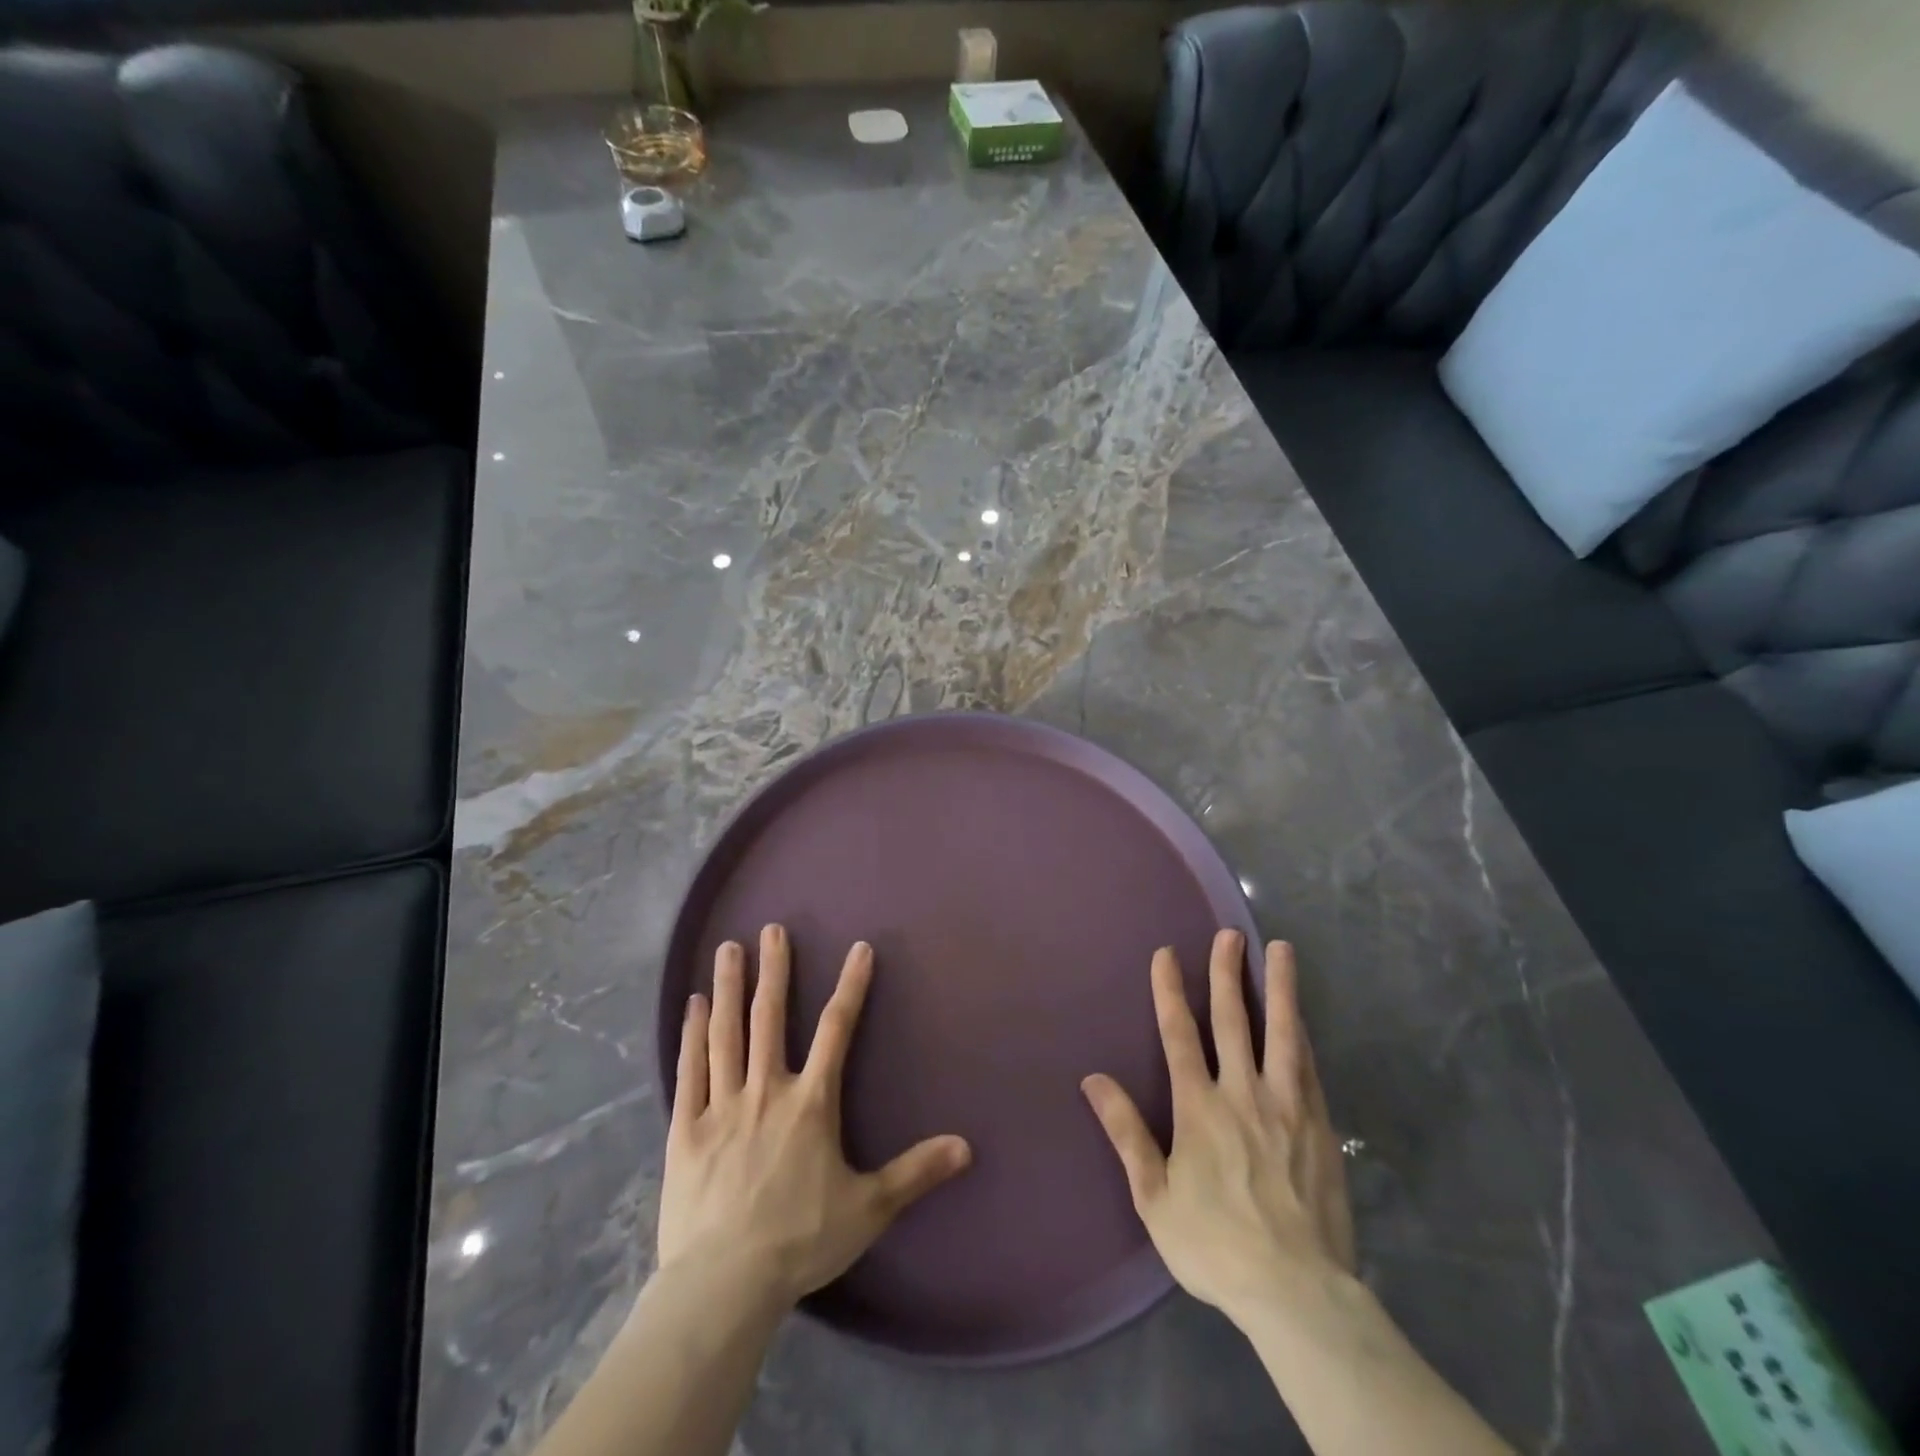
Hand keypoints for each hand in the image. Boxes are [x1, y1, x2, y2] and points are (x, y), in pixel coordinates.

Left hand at [657, 926, 973, 1307]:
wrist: (724, 1284)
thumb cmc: (801, 1241)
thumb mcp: (869, 1208)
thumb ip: (916, 1172)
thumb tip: (967, 1147)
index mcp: (811, 1103)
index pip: (837, 1030)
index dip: (851, 986)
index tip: (858, 948)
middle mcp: (766, 1090)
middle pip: (770, 1018)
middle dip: (774, 970)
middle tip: (771, 929)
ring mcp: (722, 1106)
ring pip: (727, 1034)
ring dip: (729, 988)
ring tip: (727, 949)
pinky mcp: (686, 1130)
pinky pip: (691, 1071)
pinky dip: (693, 1035)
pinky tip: (693, 1006)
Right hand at [1082, 933, 1355, 1323]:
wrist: (1296, 1291)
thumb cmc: (1216, 1245)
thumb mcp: (1154, 1197)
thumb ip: (1127, 1133)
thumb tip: (1093, 1080)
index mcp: (1199, 1108)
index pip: (1179, 1035)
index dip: (1170, 991)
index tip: (1168, 954)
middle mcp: (1242, 1094)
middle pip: (1231, 1020)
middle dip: (1226, 973)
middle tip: (1228, 935)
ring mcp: (1286, 1105)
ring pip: (1280, 1032)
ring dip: (1277, 988)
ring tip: (1280, 949)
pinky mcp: (1318, 1124)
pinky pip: (1308, 1065)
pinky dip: (1301, 1033)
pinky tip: (1301, 1016)